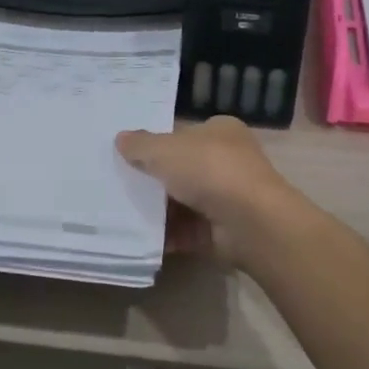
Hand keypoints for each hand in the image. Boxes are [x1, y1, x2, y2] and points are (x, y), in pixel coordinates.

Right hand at [117, 116, 308, 262]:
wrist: (250, 222)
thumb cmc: (209, 170)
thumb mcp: (165, 149)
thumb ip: (141, 145)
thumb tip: (121, 139)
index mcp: (221, 132)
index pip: (183, 135)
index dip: (157, 144)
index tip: (128, 155)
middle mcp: (227, 162)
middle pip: (181, 169)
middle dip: (153, 179)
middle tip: (118, 185)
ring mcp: (226, 198)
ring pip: (182, 202)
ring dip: (156, 210)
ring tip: (120, 213)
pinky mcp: (221, 231)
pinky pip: (185, 231)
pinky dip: (166, 235)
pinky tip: (139, 237)